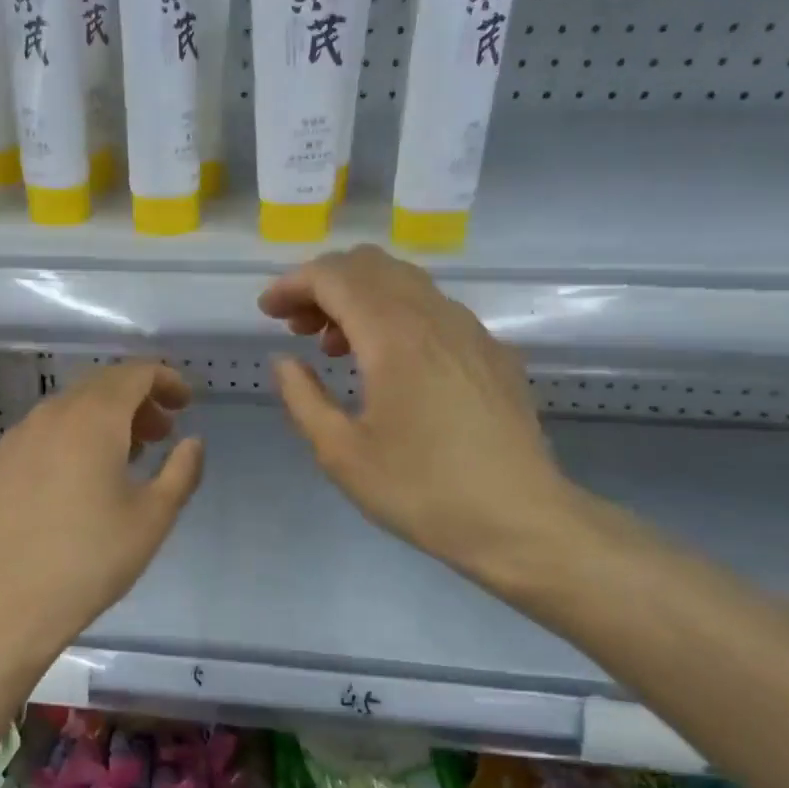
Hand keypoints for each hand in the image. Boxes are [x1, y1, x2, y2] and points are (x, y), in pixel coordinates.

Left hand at [0, 361, 203, 682]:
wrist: (9, 606)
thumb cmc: (92, 560)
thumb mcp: (153, 518)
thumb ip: (182, 470)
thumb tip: (192, 442)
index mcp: (94, 419)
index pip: (134, 372)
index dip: (165, 379)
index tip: (184, 403)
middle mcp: (49, 415)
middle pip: (99, 386)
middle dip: (135, 400)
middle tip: (158, 433)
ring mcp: (13, 439)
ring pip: (64, 411)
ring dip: (99, 421)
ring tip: (119, 459)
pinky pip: (36, 438)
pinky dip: (63, 442)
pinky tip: (69, 482)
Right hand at [258, 245, 577, 584]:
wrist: (520, 521)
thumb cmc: (421, 490)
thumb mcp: (340, 452)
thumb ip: (303, 397)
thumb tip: (285, 362)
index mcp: (394, 336)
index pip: (335, 277)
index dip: (293, 284)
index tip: (267, 312)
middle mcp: (435, 316)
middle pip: (371, 266)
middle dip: (324, 284)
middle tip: (297, 327)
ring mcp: (470, 330)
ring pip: (405, 283)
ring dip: (359, 298)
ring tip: (334, 347)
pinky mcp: (491, 352)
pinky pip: (433, 309)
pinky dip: (394, 315)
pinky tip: (387, 364)